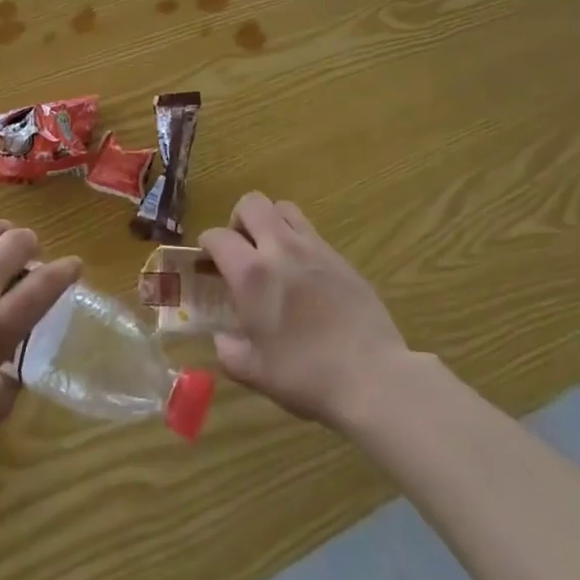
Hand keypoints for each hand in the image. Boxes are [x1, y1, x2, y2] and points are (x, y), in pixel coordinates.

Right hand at [199, 193, 410, 428]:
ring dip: (270, 221)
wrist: (373, 377)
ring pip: (284, 208)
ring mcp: (314, 248)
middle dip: (238, 219)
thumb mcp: (255, 373)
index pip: (218, 236)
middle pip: (252, 203)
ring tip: (271, 252)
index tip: (207, 263)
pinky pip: (311, 232)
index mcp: (252, 273)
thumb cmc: (306, 376)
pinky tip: (303, 275)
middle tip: (241, 249)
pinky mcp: (341, 257)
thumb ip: (228, 351)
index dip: (207, 245)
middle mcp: (280, 248)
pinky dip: (298, 241)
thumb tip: (223, 339)